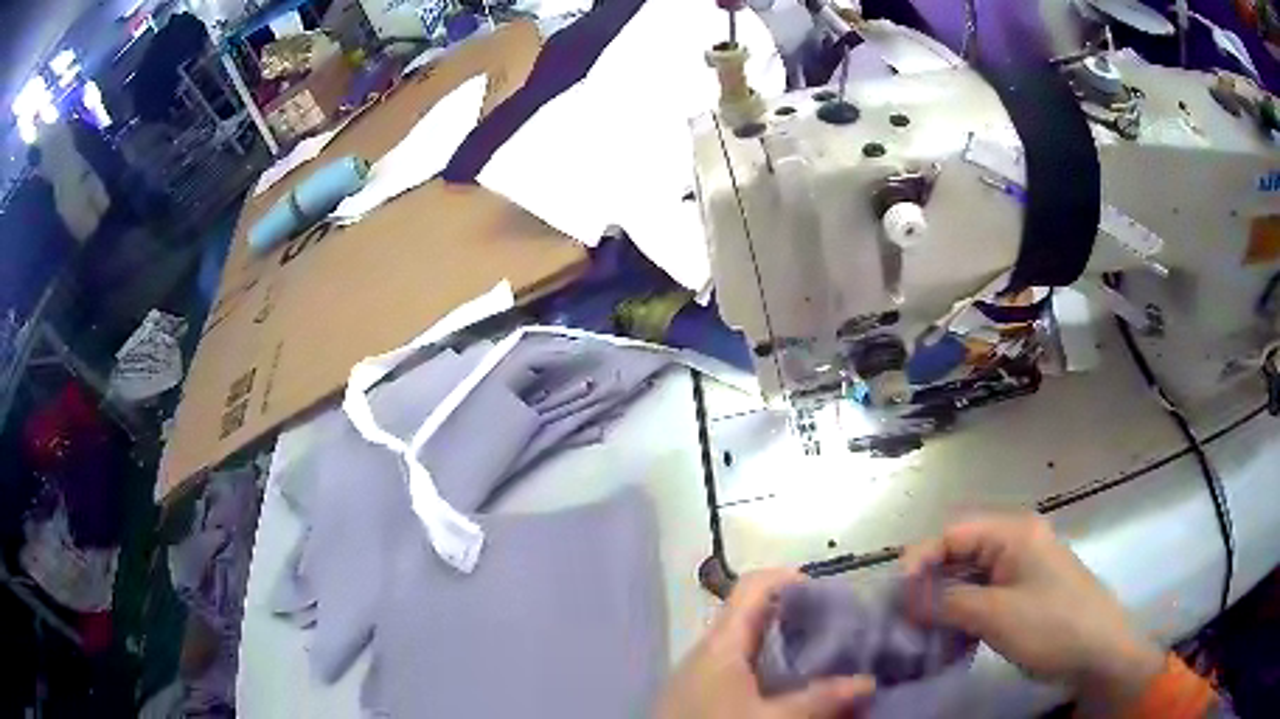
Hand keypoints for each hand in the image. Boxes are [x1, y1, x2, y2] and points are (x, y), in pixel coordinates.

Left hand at [656, 569, 875, 718]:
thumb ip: (819, 699)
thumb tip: (867, 681)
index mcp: (720, 643)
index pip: (754, 585)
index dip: (793, 580)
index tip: (833, 597)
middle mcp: (708, 651)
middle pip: (757, 617)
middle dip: (802, 622)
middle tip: (844, 635)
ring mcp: (701, 675)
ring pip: (751, 648)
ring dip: (789, 651)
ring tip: (829, 663)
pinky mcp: (700, 697)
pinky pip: (741, 672)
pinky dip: (772, 673)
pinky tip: (796, 692)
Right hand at [904, 514, 1165, 708]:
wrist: (1099, 652)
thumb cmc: (1052, 626)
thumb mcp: (996, 615)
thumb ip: (948, 602)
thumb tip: (904, 597)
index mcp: (1014, 532)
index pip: (954, 532)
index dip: (921, 558)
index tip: (895, 595)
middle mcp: (1018, 541)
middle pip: (961, 551)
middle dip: (930, 581)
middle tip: (905, 616)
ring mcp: (1024, 567)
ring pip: (972, 575)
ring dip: (946, 600)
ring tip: (923, 629)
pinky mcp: (1027, 591)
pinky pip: (986, 593)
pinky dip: (965, 611)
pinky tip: (953, 634)